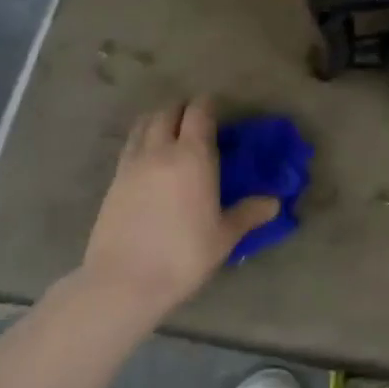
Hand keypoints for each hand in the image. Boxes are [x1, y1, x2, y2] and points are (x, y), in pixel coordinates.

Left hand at [81, 99, 279, 309]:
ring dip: (159, 120)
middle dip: (183, 109)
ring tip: (171, 132)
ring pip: (143, 124)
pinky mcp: (113, 182)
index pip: (198, 113)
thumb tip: (274, 203)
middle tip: (197, 120)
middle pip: (168, 112)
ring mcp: (132, 164)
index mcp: (193, 156)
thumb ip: (249, 213)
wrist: (122, 283)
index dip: (208, 104)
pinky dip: (142, 140)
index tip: (218, 108)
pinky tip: (150, 159)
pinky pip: (130, 146)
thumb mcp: (224, 236)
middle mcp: (160, 151)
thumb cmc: (183, 256)